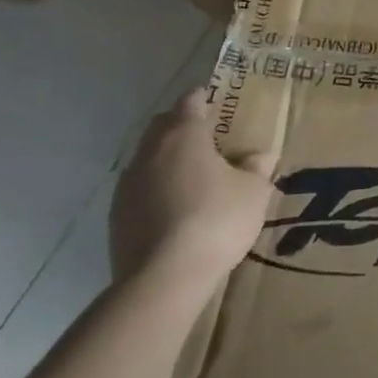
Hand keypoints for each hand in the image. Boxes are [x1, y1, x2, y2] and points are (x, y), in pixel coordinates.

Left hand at [109, 90, 276, 290]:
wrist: (162, 280)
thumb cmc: (215, 221)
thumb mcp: (253, 192)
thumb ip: (257, 168)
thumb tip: (261, 155)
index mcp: (183, 135)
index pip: (190, 101)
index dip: (205, 98)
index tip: (218, 101)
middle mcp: (150, 152)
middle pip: (163, 125)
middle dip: (182, 125)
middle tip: (209, 138)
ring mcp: (127, 185)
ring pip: (148, 158)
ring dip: (167, 160)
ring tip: (193, 178)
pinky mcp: (116, 218)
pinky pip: (139, 190)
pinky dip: (156, 190)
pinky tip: (175, 210)